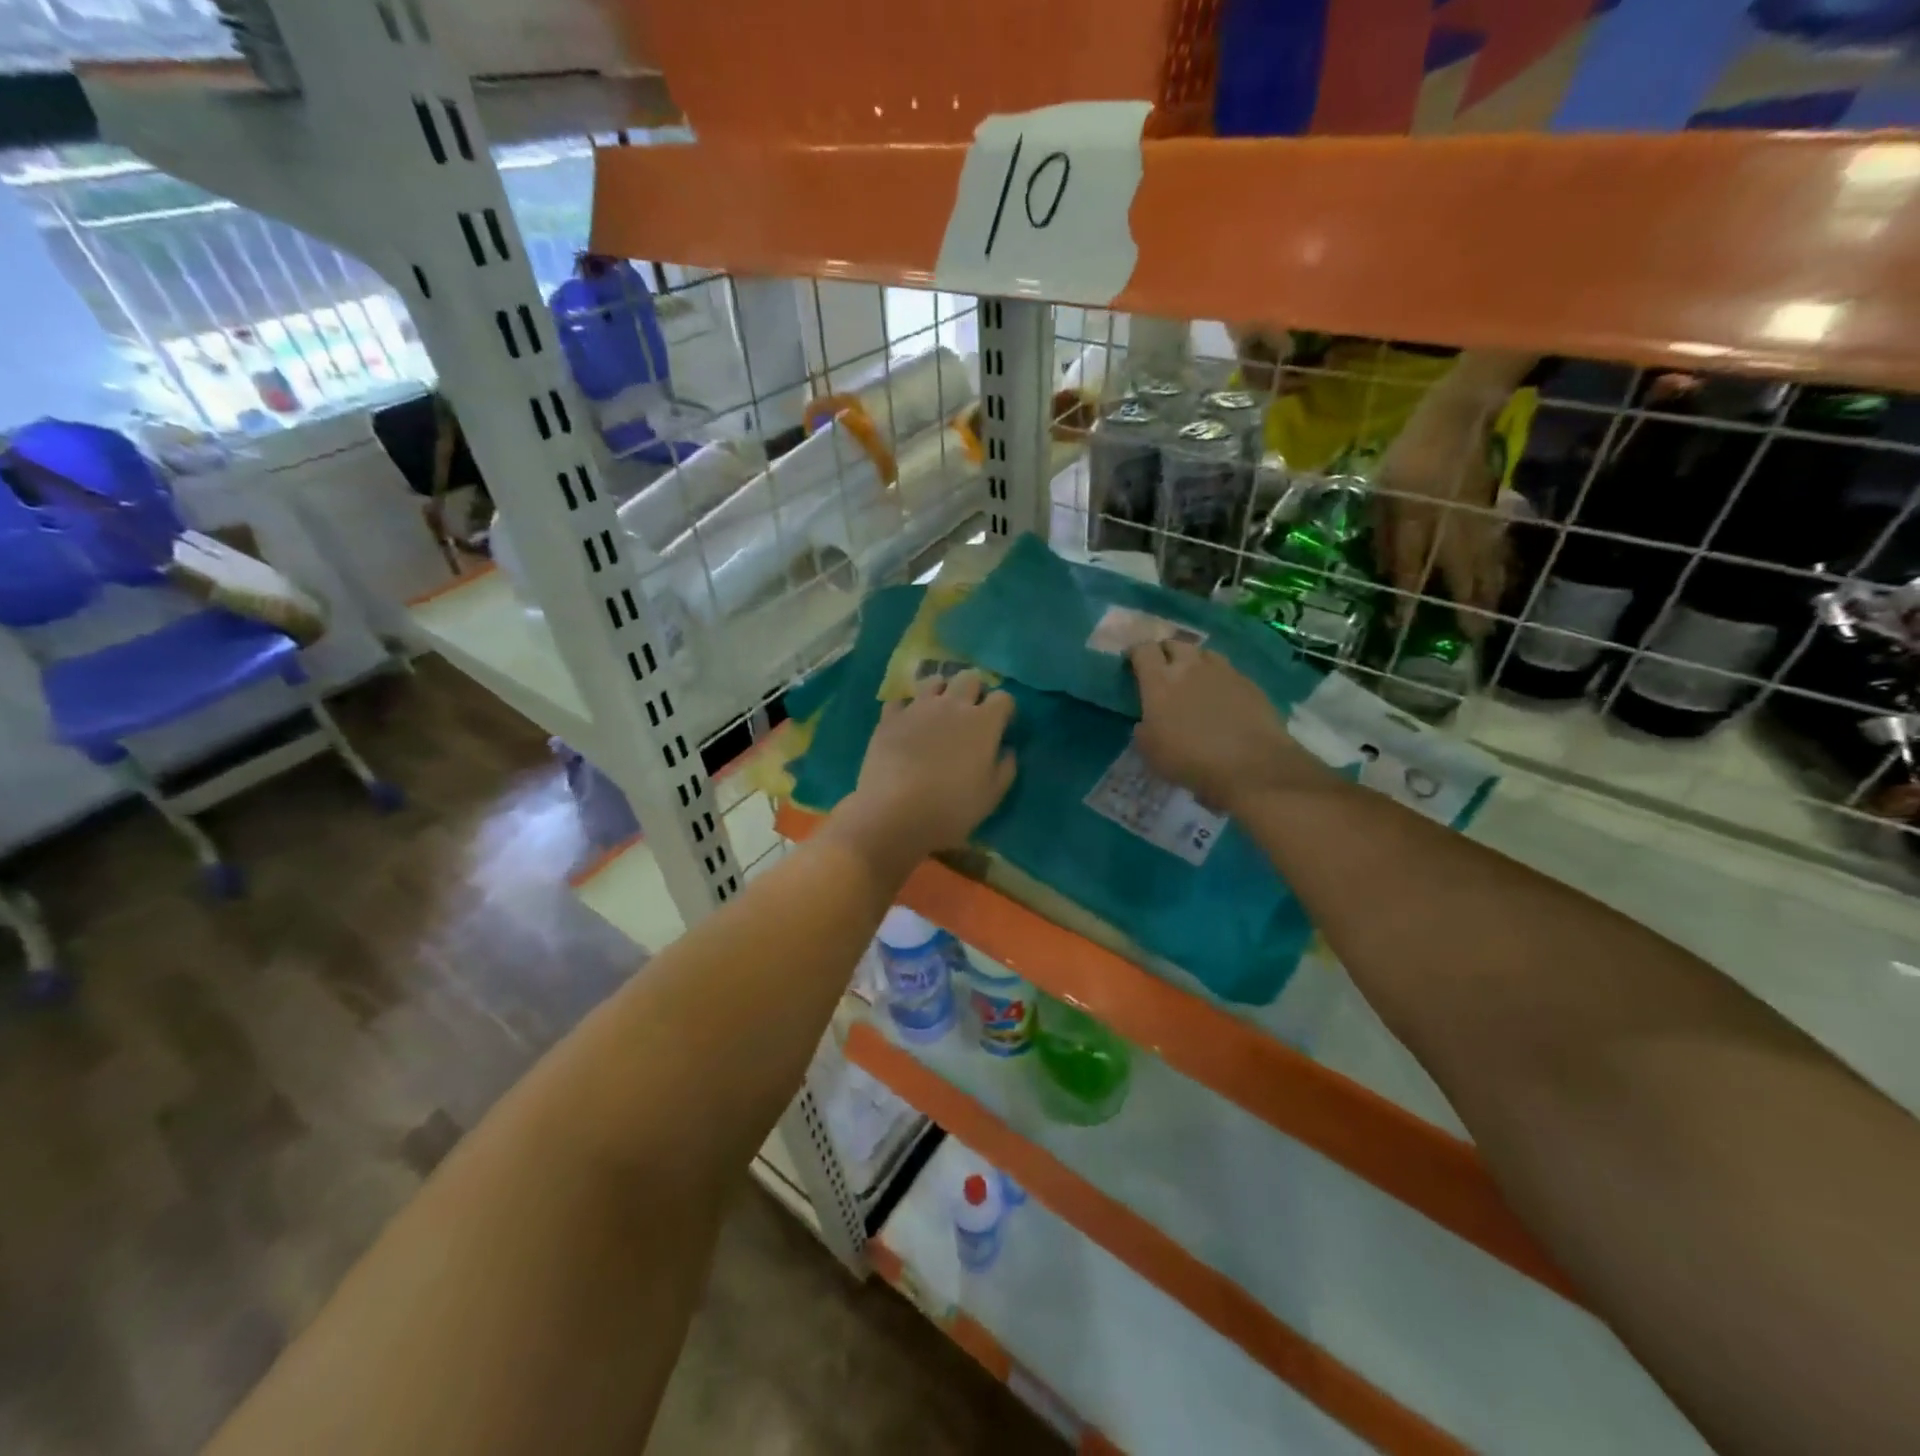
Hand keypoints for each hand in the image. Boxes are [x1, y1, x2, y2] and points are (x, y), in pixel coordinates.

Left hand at [831, 671, 1015, 876]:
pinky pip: (900, 701)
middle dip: (974, 691)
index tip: (1001, 726)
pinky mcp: (889, 718)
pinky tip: (906, 725)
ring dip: (940, 691)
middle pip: (969, 678)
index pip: (1003, 698)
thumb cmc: (952, 808)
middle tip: (970, 713)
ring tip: (937, 711)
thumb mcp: (991, 797)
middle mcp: (952, 705)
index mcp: (983, 722)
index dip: (1004, 710)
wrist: (895, 812)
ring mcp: (918, 708)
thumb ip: (1005, 769)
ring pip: (934, 681)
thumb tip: (1006, 751)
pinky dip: (905, 709)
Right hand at [1129, 641, 1330, 811]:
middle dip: (1165, 652)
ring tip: (1193, 678)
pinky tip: (1221, 697)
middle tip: (1163, 669)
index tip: (1132, 663)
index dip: (1136, 654)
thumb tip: (1147, 721)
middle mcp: (1190, 667)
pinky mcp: (1249, 682)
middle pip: (1174, 643)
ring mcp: (1223, 671)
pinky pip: (1227, 671)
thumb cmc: (1191, 760)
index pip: (1143, 650)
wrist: (1251, 765)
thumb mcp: (1151, 752)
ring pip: (1203, 653)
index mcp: (1160, 682)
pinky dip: (1218, 678)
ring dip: (1194, 661)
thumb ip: (1144, 729)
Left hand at [1372, 402, 1507, 633]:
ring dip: (1488, 593)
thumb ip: (1382, 530)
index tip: (1404, 624)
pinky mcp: (1491, 510)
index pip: (1410, 565)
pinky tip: (1499, 586)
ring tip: (1490, 622)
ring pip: (1484, 562)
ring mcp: (1476, 518)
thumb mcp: (1381, 490)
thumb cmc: (1410, 453)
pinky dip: (1498, 570)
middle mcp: (1449, 524)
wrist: (1459, 416)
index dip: (1406, 595)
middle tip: (1474, 636)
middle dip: (1466, 605)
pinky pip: (1495, 548)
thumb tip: (1384, 568)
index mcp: (1416, 518)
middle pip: (1460, 571)